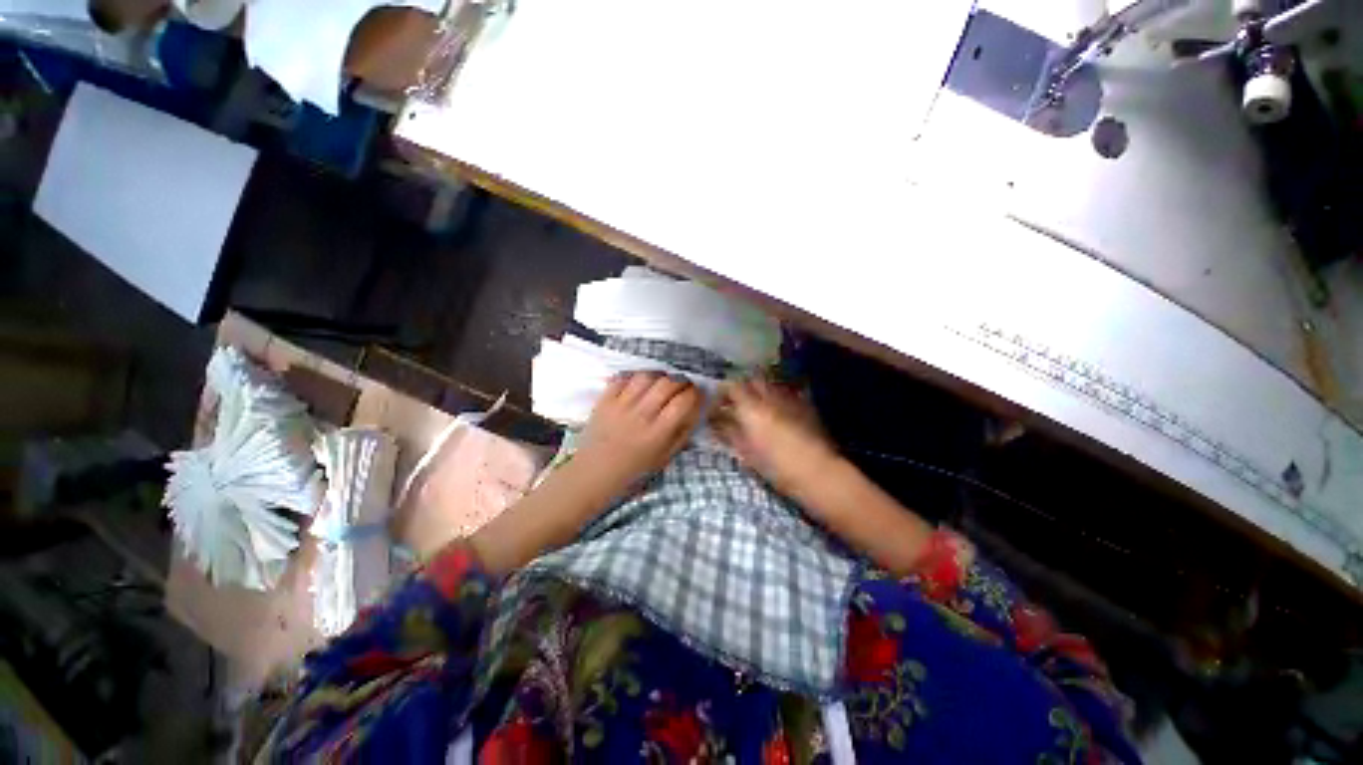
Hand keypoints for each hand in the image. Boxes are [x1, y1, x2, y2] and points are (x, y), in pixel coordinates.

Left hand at [572, 372, 704, 496]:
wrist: (594, 472)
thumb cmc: (634, 469)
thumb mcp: (665, 457)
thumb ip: (682, 433)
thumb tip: (696, 409)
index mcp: (658, 432)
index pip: (683, 402)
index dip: (695, 393)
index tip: (698, 394)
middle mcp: (641, 415)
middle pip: (667, 384)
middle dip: (681, 381)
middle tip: (683, 386)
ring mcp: (621, 404)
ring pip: (646, 376)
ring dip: (659, 375)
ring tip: (662, 382)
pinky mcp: (605, 399)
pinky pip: (623, 377)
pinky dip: (635, 376)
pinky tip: (640, 383)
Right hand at [712, 377, 836, 496]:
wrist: (818, 472)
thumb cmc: (776, 467)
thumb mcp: (746, 452)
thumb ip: (728, 432)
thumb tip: (715, 422)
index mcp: (751, 407)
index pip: (731, 386)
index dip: (722, 392)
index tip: (717, 404)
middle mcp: (770, 395)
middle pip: (751, 380)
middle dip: (742, 388)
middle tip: (735, 405)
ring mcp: (789, 397)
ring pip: (770, 385)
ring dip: (759, 392)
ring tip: (755, 409)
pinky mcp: (805, 404)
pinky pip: (785, 393)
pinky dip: (776, 398)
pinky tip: (776, 413)